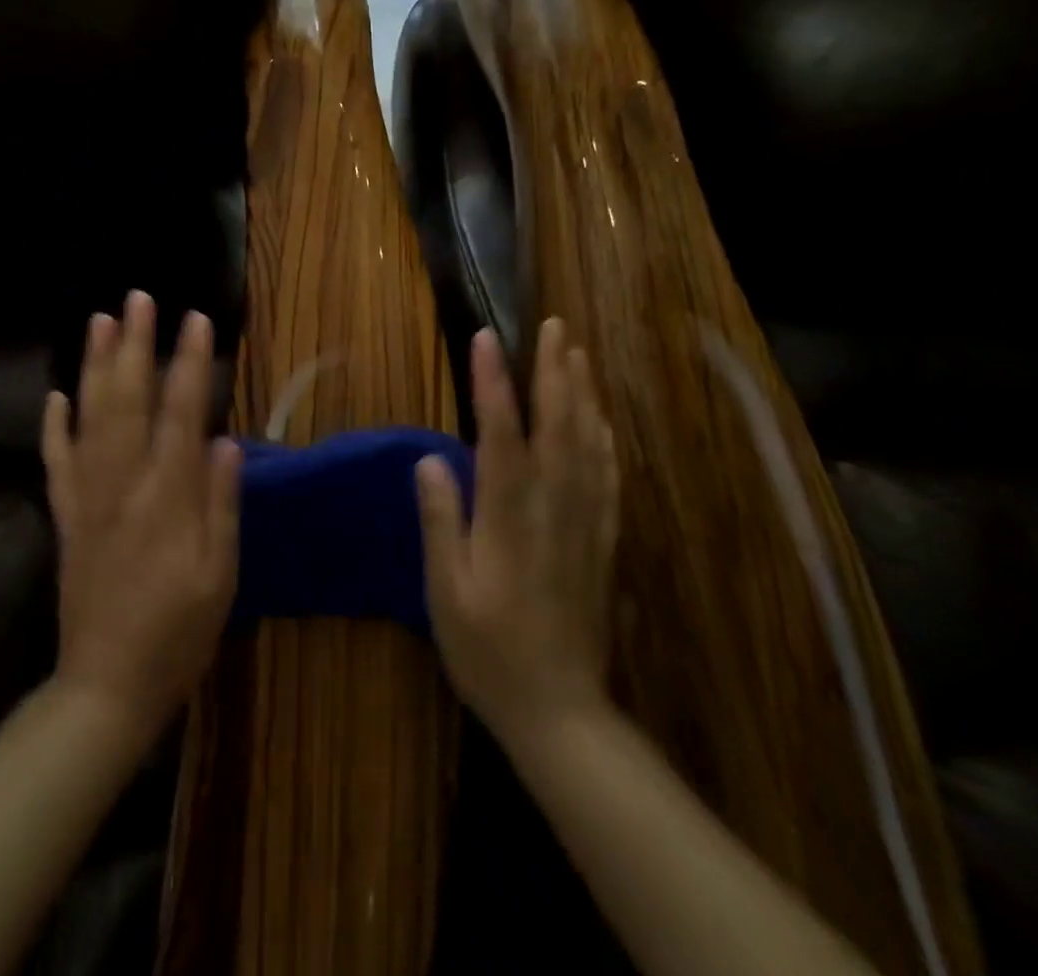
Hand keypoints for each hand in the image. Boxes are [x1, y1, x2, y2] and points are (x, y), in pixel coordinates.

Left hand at [41, 291, 240, 741]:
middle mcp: (124, 482)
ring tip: (99, 320)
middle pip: (128, 398)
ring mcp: (87, 496)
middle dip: (134, 343)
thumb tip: (226, 440)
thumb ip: (222, 503)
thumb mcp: (220, 575)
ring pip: (88, 416)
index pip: (182, 411)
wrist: (107, 685)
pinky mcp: (64, 516)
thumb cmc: (178, 632)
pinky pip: (55, 460)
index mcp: (169, 496)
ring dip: (93, 365)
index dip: (189, 362)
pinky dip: (53, 424)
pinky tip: (55, 394)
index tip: (195, 319)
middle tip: (138, 297)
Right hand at [416, 317, 620, 747]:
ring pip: (588, 444)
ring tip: (578, 353)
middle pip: (557, 426)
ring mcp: (585, 523)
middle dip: (554, 371)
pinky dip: (605, 439)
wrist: (559, 711)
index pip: (501, 434)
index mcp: (508, 517)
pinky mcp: (602, 541)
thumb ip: (440, 522)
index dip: (493, 383)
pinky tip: (601, 419)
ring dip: (583, 394)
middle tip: (554, 326)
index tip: (487, 338)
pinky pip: (608, 478)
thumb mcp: (446, 592)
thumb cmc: (488, 651)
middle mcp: (552, 508)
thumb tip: (429, 460)